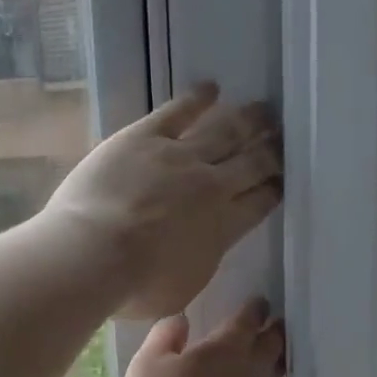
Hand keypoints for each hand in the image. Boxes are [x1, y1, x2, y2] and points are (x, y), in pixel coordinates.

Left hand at [44, 82, 281, 319]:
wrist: (93, 254)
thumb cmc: (133, 287)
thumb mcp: (180, 289)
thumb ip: (198, 261)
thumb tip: (201, 248)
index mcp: (222, 228)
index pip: (259, 202)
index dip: (274, 188)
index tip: (284, 178)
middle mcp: (210, 186)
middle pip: (251, 162)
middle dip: (271, 150)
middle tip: (283, 138)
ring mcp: (179, 157)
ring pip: (224, 131)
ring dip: (247, 120)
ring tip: (264, 110)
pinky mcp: (145, 137)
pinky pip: (178, 111)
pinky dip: (197, 98)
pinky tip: (211, 88)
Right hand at [121, 298, 286, 376]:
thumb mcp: (146, 368)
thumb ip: (164, 337)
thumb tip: (182, 319)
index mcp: (226, 348)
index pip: (247, 318)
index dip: (253, 308)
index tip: (258, 303)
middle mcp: (255, 371)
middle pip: (273, 344)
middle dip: (273, 331)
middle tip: (270, 326)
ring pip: (277, 375)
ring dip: (273, 364)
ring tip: (266, 361)